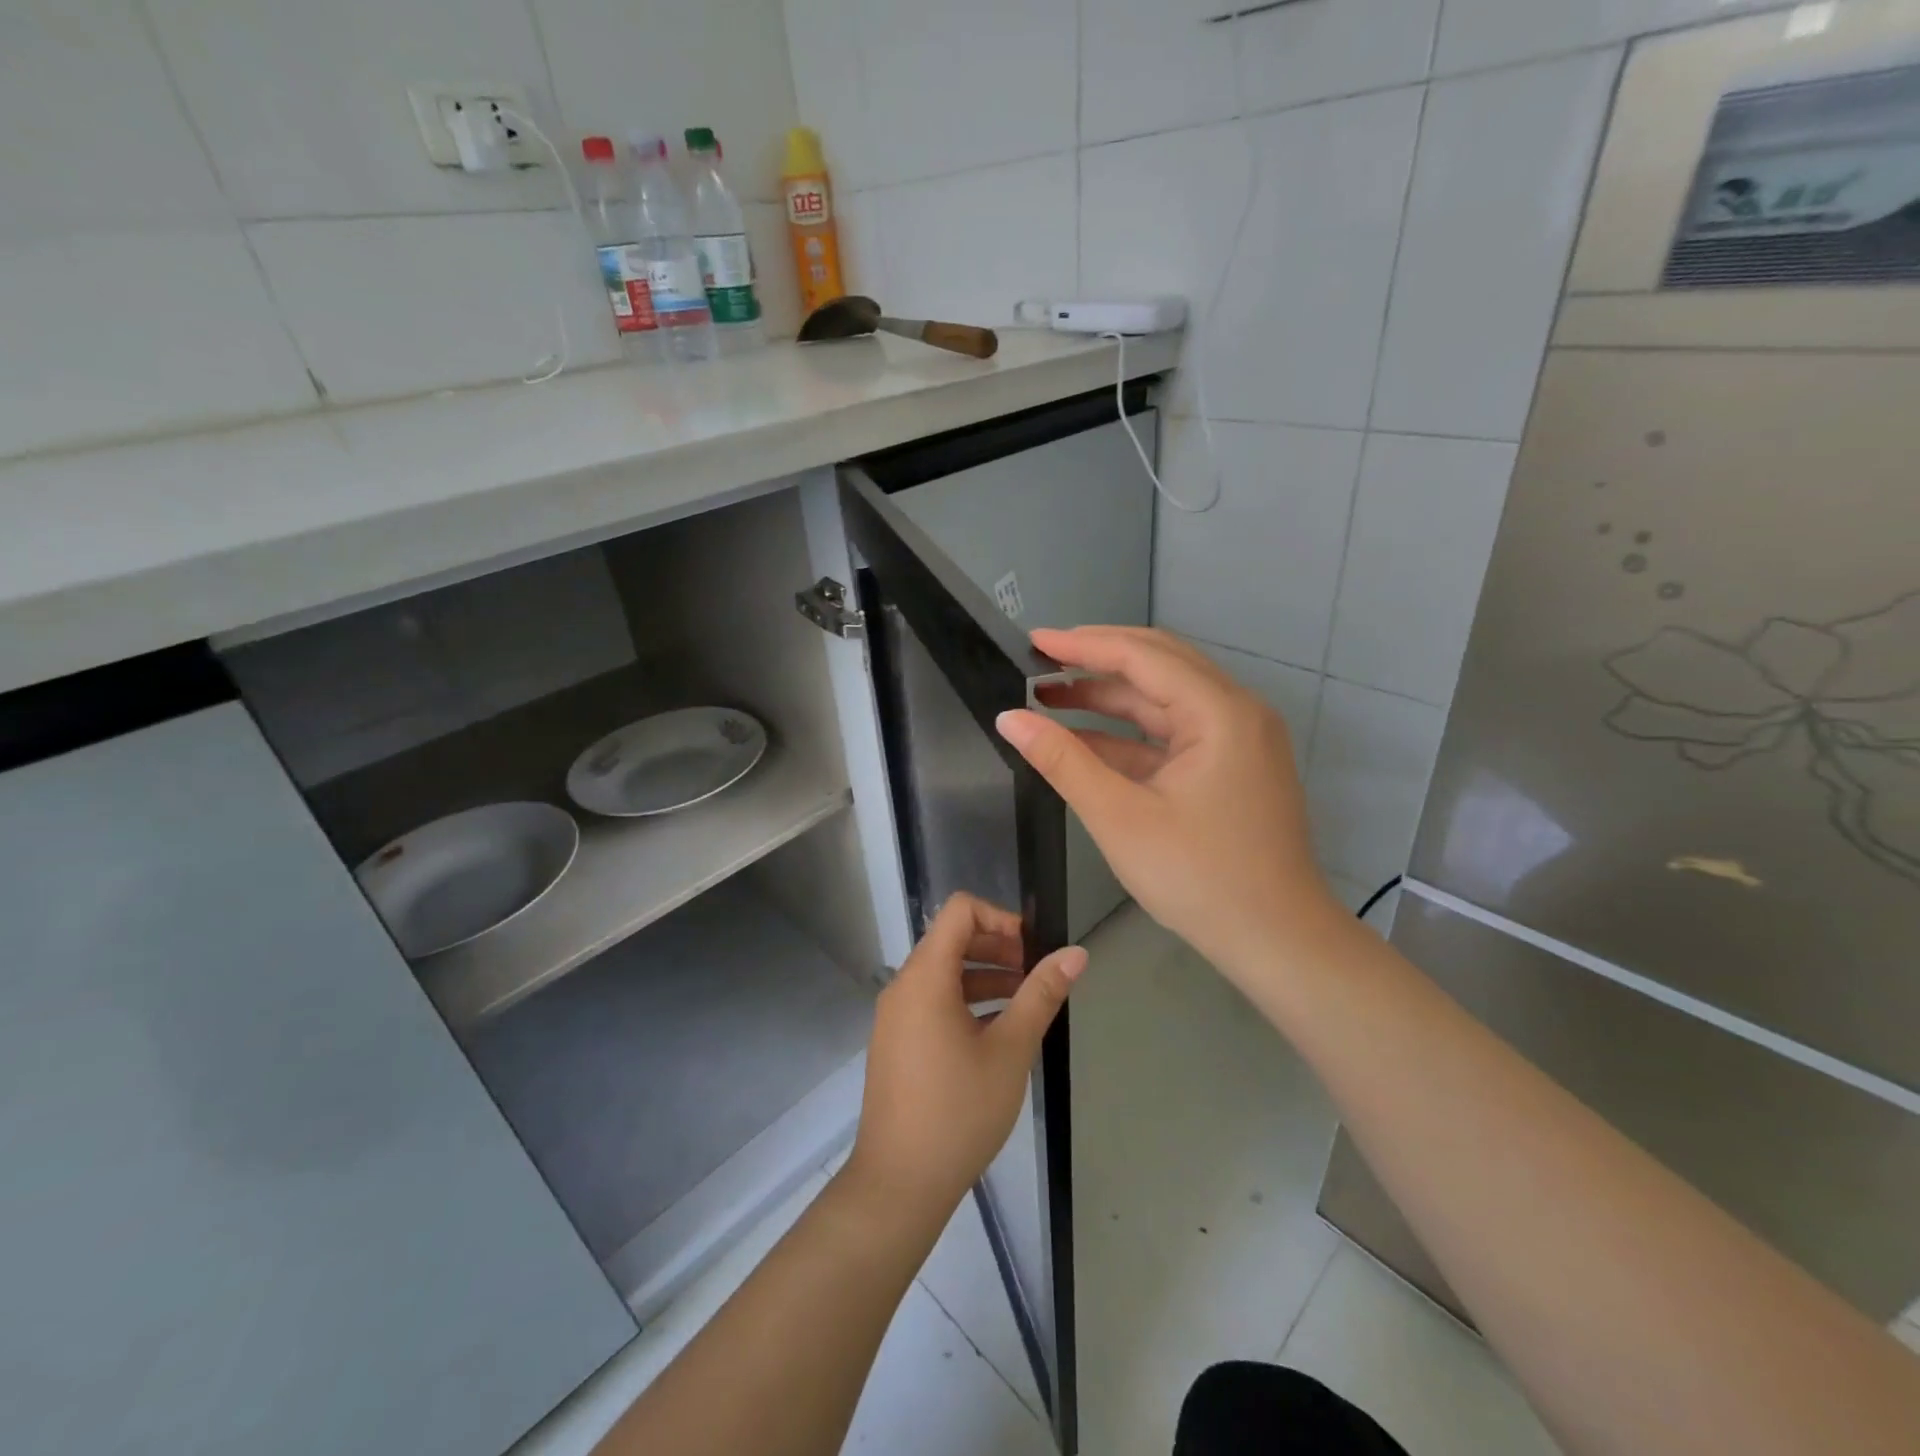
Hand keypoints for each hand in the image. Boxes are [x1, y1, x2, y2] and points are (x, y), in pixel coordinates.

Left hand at [845, 894, 1086, 1224]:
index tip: (1033, 950)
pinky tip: (998, 1035)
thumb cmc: (959, 1111)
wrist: (899, 1183)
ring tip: (1026, 1005)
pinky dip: (966, 1002)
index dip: (1001, 918)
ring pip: (944, 974)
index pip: (960, 911)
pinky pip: (933, 1002)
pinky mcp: (897, 1042)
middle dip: (998, 949)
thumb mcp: (1010, 1050)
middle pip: (952, 940)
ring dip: (986, 977)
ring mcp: (896, 1016)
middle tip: (1036, 977)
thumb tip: (1075, 953)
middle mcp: (904, 986)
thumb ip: (1041, 995)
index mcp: (925, 976)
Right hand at [996, 626, 1341, 974]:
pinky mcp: (1232, 765)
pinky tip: (1084, 739)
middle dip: (1097, 659)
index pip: (1142, 656)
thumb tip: (1009, 718)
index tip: (1032, 641)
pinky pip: (1174, 732)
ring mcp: (1238, 739)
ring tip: (1050, 695)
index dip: (1082, 645)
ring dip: (1110, 696)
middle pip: (1159, 663)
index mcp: (1220, 712)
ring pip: (1165, 698)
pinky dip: (1130, 733)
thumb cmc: (1199, 878)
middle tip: (1040, 660)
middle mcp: (1236, 711)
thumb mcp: (1120, 817)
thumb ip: (1063, 761)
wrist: (1276, 941)